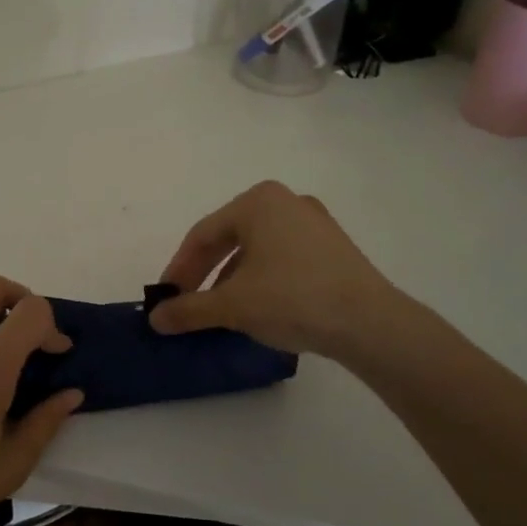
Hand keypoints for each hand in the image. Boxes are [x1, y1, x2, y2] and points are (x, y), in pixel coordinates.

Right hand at [148, 181, 403, 357]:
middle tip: (188, 301)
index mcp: (257, 202)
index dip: (179, 269)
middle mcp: (286, 201)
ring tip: (221, 309)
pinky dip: (262, 278)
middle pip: (229, 238)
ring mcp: (314, 223)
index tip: (166, 297)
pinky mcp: (334, 247)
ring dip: (232, 278)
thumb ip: (189, 309)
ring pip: (257, 249)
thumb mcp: (231, 306)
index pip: (202, 235)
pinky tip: (259, 306)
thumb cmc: (292, 299)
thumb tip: (155, 319)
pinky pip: (283, 257)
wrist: (371, 323)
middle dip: (205, 273)